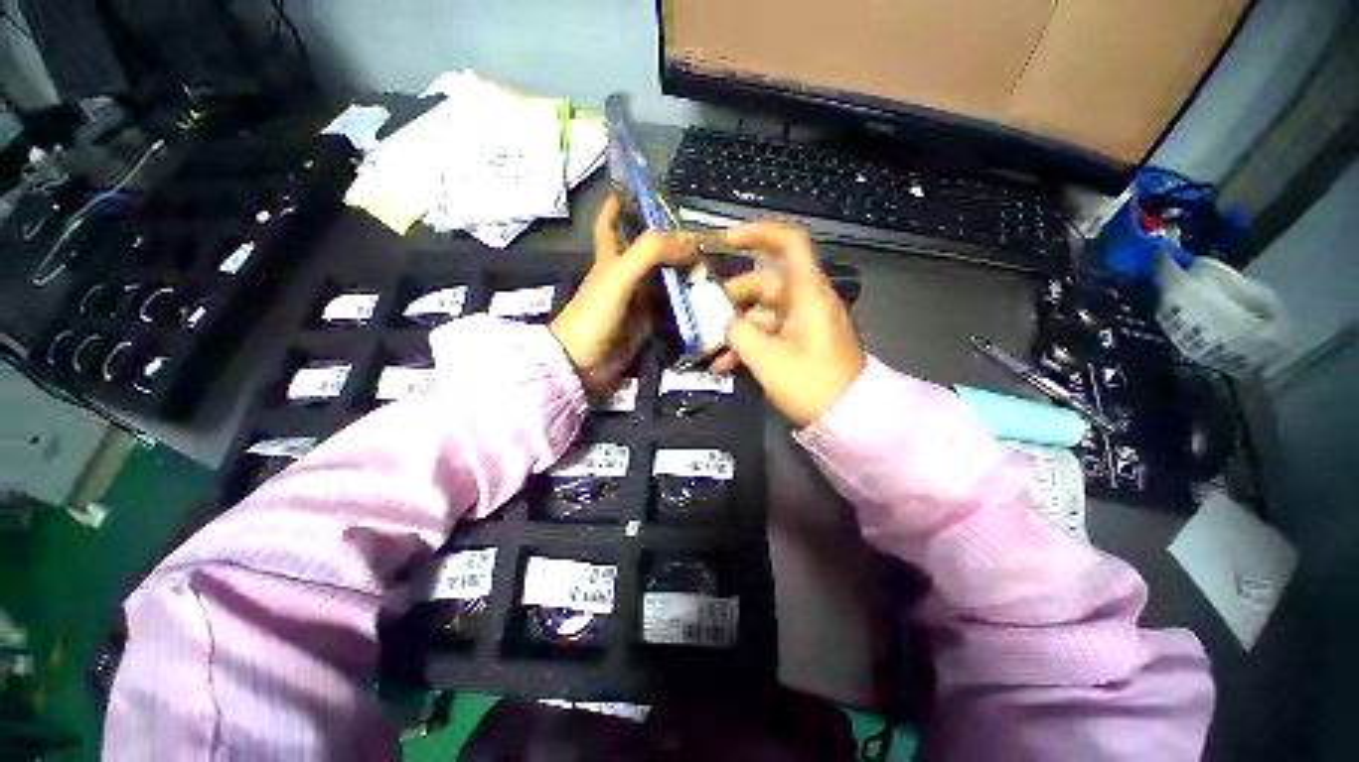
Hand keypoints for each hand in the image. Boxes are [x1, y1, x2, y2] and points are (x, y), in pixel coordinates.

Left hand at [551, 194, 696, 394]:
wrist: (585, 362)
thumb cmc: (595, 314)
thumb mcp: (619, 275)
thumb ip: (651, 253)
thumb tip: (690, 245)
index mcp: (611, 257)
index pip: (610, 222)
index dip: (620, 202)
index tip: (639, 190)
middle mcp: (626, 275)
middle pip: (651, 251)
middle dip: (673, 242)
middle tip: (704, 239)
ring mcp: (638, 300)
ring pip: (665, 279)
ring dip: (685, 272)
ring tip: (714, 266)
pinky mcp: (648, 323)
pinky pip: (671, 307)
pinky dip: (686, 301)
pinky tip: (705, 297)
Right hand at [715, 223, 864, 426]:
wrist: (848, 419)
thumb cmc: (811, 384)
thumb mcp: (767, 358)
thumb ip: (739, 333)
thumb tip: (727, 324)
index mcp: (807, 293)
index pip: (789, 243)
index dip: (758, 233)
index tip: (725, 241)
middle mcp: (806, 301)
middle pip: (763, 283)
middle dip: (731, 301)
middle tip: (706, 320)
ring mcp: (802, 323)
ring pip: (761, 313)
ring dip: (736, 330)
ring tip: (712, 352)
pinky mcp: (800, 343)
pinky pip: (768, 333)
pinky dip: (748, 344)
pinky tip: (726, 364)